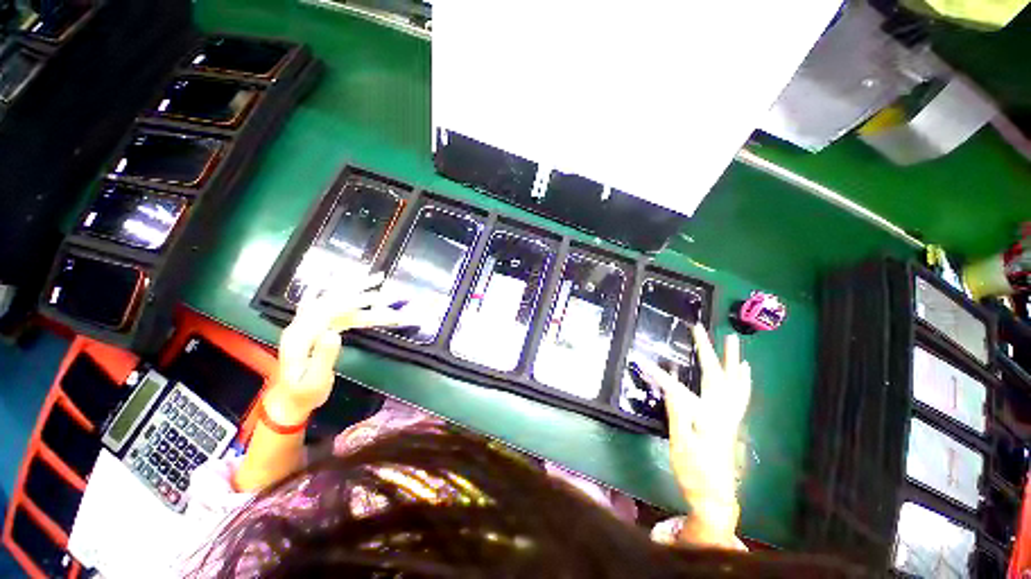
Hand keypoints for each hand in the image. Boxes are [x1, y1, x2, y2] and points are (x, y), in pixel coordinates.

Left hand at [265, 272, 406, 425]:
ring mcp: (308, 325)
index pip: (327, 311)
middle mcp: (301, 324)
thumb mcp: (313, 382)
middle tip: (379, 278)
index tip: (376, 297)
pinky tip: (341, 281)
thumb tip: (334, 333)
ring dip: (354, 288)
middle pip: (331, 299)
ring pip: (333, 300)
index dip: (352, 302)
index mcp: (299, 336)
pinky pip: (330, 306)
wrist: (288, 401)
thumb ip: (322, 357)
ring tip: (375, 278)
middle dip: (356, 288)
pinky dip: (339, 292)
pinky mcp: (316, 328)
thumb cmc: (303, 394)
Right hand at [632, 325, 751, 544]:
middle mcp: (722, 412)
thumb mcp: (680, 444)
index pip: (678, 389)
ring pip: (734, 383)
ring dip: (732, 360)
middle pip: (716, 376)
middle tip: (699, 330)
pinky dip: (743, 380)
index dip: (658, 375)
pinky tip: (744, 371)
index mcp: (707, 417)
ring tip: (733, 341)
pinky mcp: (731, 423)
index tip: (641, 362)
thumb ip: (678, 413)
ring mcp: (730, 417)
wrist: (715, 498)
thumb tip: (671, 386)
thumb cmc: (694, 472)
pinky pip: (741, 395)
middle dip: (707, 351)